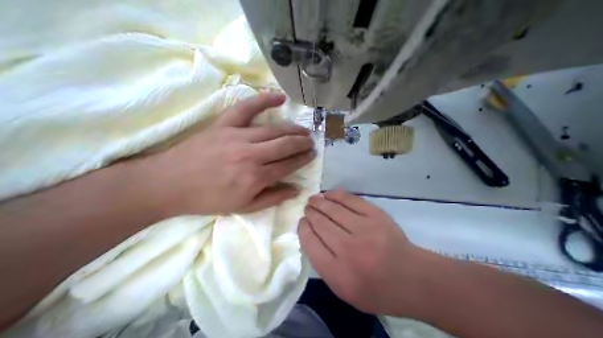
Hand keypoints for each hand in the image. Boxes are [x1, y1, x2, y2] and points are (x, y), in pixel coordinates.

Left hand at [132, 92, 315, 214]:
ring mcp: (238, 136)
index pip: (288, 164)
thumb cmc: (208, 198)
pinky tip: (280, 97)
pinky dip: (264, 100)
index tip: (311, 155)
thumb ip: (272, 198)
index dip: (302, 159)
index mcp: (256, 177)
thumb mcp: (243, 207)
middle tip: (310, 142)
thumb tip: (296, 189)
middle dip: (302, 143)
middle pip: (285, 144)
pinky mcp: (224, 124)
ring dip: (292, 129)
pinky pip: (247, 108)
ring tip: (303, 130)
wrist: (171, 183)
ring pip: (274, 129)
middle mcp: (251, 155)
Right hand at [298, 191, 428, 316]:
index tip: (302, 222)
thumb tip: (312, 237)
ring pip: (334, 210)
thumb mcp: (344, 291)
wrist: (412, 279)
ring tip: (313, 199)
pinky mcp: (377, 216)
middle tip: (307, 209)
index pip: (311, 243)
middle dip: (310, 214)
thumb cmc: (377, 291)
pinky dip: (337, 196)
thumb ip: (324, 267)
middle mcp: (348, 249)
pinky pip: (352, 201)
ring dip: (320, 202)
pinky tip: (329, 194)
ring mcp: (364, 230)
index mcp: (337, 273)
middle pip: (321, 224)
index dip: (303, 229)